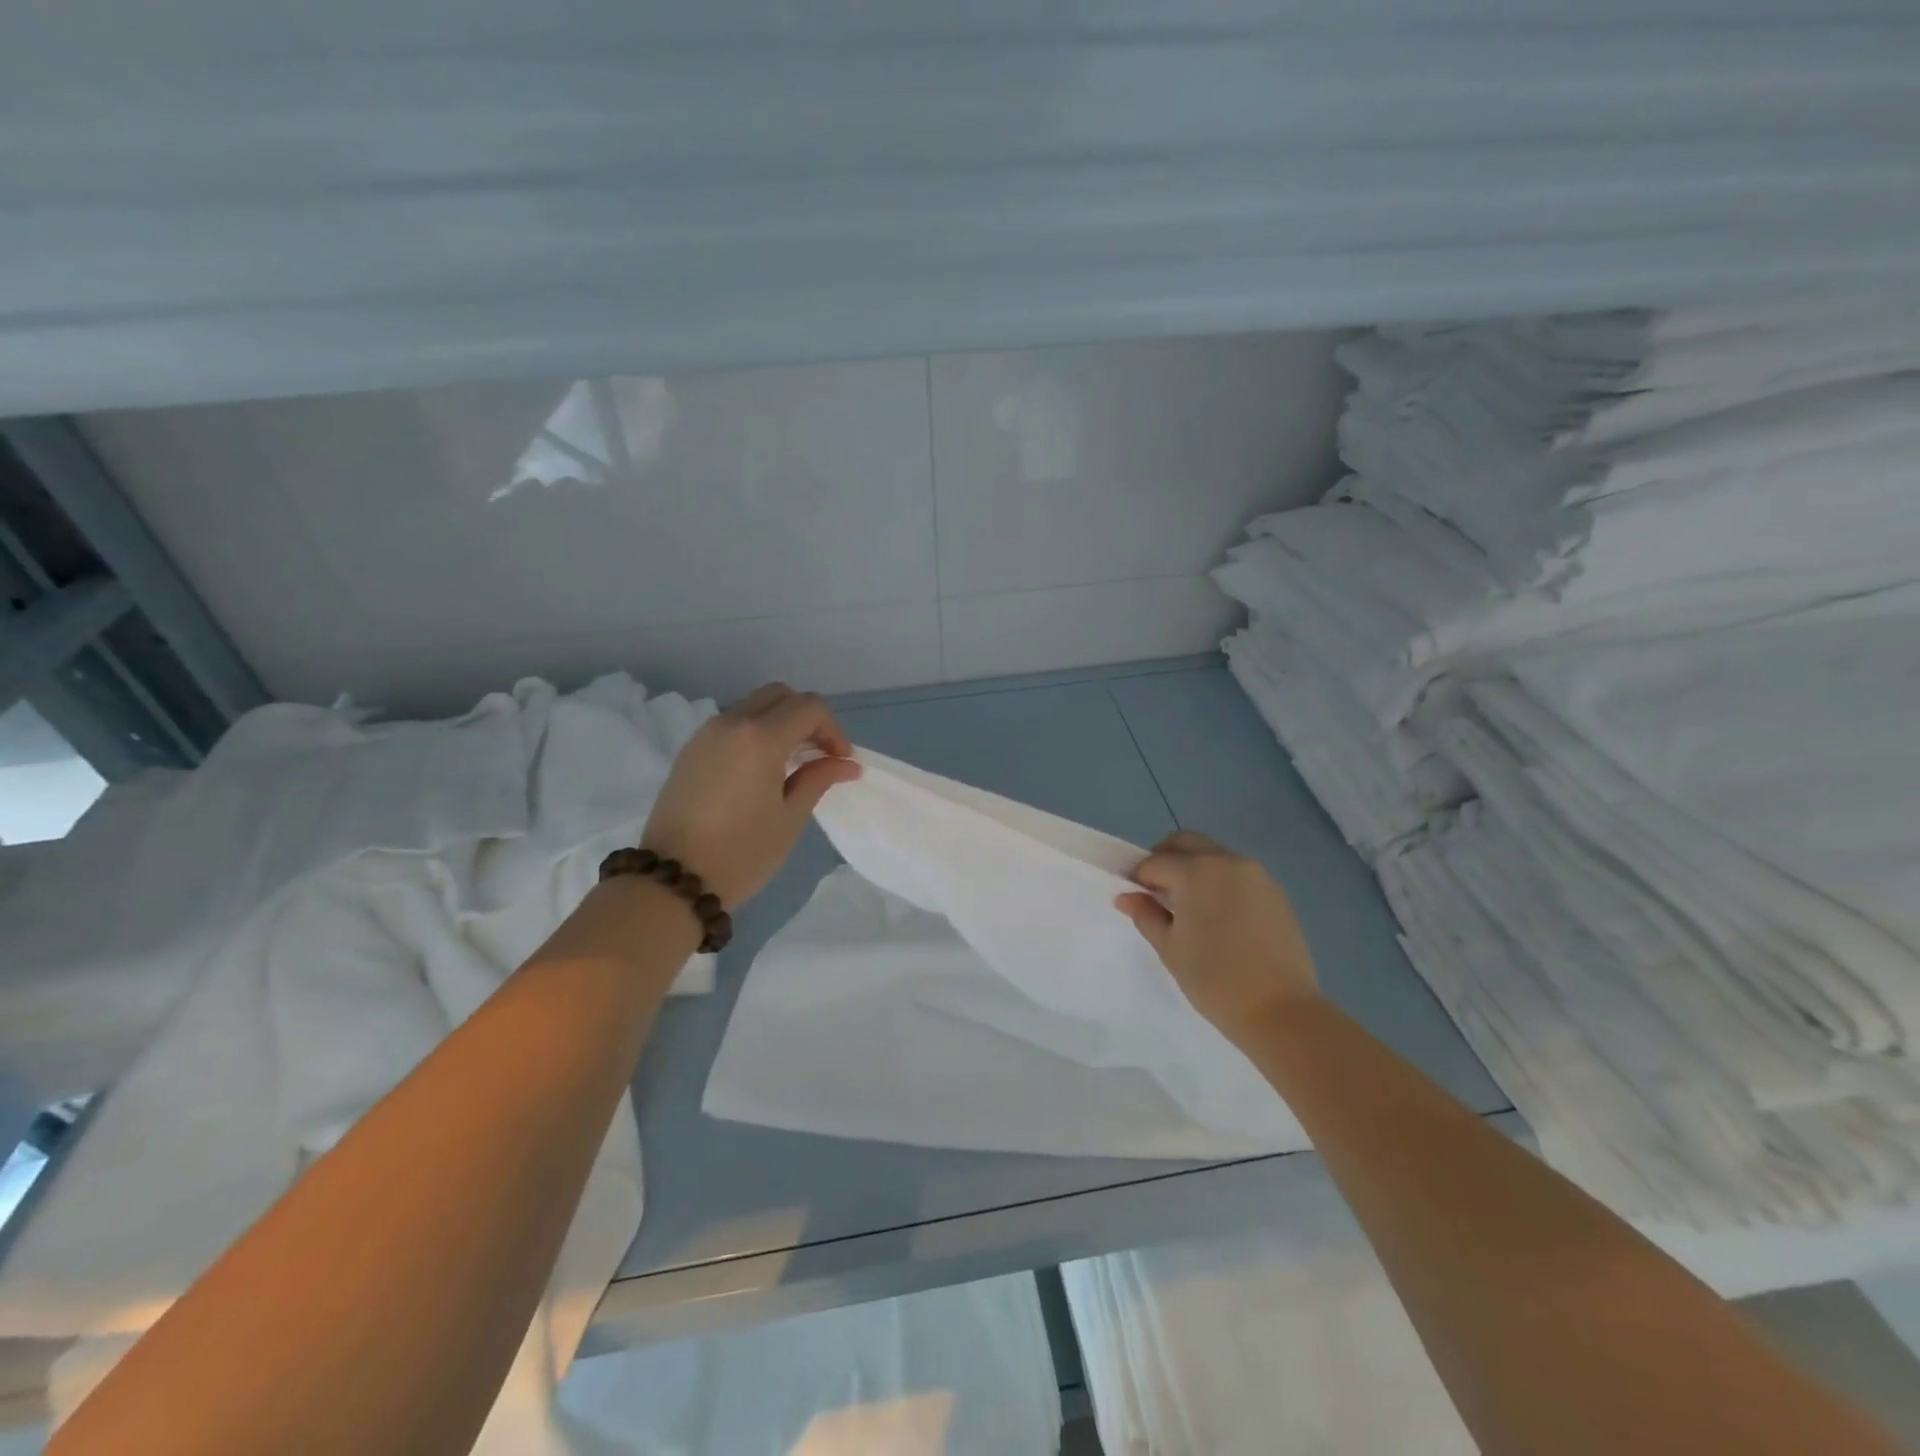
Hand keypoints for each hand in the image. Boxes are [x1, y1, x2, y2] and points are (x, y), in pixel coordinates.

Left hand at [640, 683, 860, 907]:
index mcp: (760, 737)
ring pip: (753, 706)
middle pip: (780, 695)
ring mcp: (705, 734)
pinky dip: (755, 733)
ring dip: (780, 723)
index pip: (809, 708)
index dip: (833, 730)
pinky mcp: (690, 751)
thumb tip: (845, 763)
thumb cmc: (742, 853)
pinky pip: (732, 725)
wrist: (673, 880)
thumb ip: (818, 779)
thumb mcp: (789, 818)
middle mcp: (731, 723)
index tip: (840, 762)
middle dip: (807, 718)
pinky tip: (762, 770)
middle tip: (819, 754)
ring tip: (792, 763)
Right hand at [1116, 830, 1319, 1035]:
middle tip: (1156, 891)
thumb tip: (1127, 896)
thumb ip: (1146, 914)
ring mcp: (1256, 875)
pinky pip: (1237, 874)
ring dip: (1194, 867)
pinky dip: (1219, 881)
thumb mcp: (1170, 948)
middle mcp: (1227, 862)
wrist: (1282, 1010)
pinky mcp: (1275, 892)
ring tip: (1189, 907)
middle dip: (1165, 858)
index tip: (1134, 899)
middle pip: (1186, 843)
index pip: (1155, 862)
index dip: (1138, 878)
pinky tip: (1219, 917)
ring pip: (1214, 855)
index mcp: (1196, 872)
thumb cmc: (1215, 980)